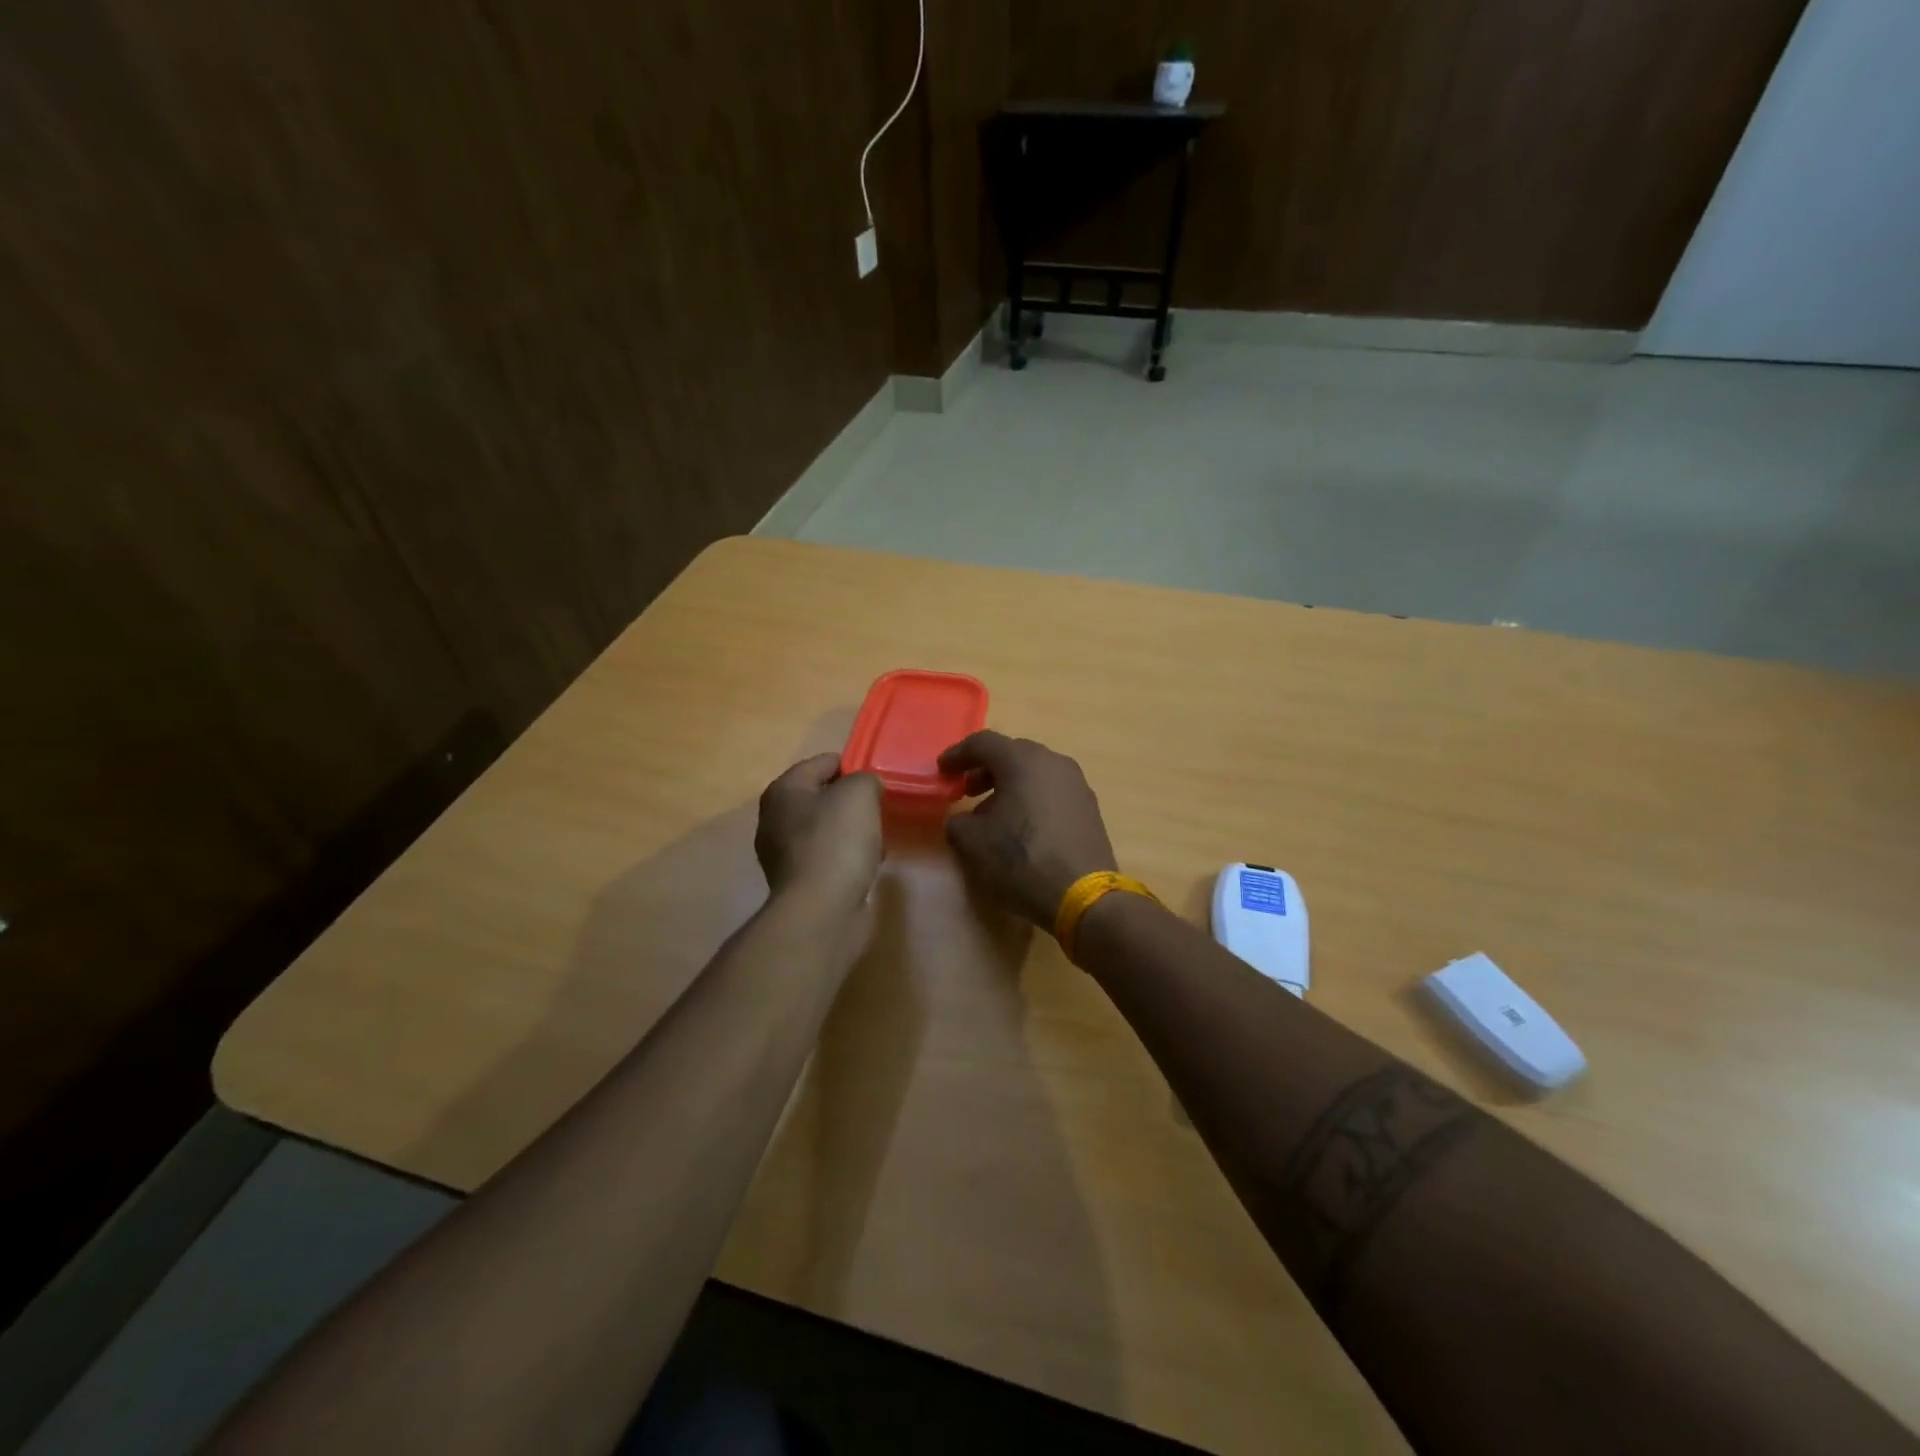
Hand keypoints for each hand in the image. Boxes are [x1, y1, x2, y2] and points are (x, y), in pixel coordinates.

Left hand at [754, 755, 883, 905]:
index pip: (823, 762)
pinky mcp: (797, 882)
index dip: (853, 765)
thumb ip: (865, 779)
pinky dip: (847, 857)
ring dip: (851, 831)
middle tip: (878, 809)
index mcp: (783, 790)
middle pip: (822, 796)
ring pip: (826, 829)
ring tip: (876, 839)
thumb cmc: (837, 841)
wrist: (822, 909)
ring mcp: (783, 853)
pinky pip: (828, 857)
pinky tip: (866, 865)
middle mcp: (775, 818)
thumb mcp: (859, 793)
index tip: (878, 779)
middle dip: (852, 801)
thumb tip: (865, 789)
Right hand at [938, 732, 1117, 926]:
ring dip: (1010, 786)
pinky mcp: (1089, 808)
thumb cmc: (1021, 859)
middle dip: (986, 769)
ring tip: (992, 814)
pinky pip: (1052, 792)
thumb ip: (958, 823)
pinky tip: (1022, 828)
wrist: (1082, 895)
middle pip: (1012, 754)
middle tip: (967, 791)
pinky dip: (1032, 800)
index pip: (983, 743)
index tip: (942, 771)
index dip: (958, 755)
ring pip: (1035, 773)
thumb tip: (963, 820)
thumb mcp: (973, 843)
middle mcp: (1053, 762)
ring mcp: (1076, 784)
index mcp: (1022, 760)